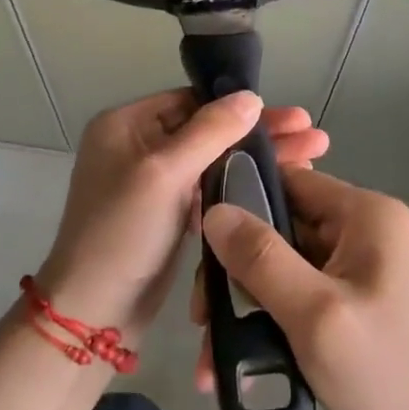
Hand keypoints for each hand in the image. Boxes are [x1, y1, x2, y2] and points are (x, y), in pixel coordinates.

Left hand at [37, 90, 328, 339]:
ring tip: (311, 158)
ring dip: (256, 160)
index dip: (242, 108)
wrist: (94, 313)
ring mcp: (151, 182)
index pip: (193, 101)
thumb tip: (250, 96)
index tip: (290, 117)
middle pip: (209, 130)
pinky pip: (208, 190)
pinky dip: (239, 186)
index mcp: (126, 125)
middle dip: (261, 135)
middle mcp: (137, 146)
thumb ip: (210, 130)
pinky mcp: (166, 214)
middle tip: (314, 137)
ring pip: (213, 161)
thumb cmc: (124, 232)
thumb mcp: (165, 173)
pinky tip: (278, 187)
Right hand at [197, 166, 408, 409]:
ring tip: (211, 357)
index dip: (241, 201)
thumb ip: (261, 259)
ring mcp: (358, 265)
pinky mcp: (352, 298)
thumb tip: (213, 211)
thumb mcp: (314, 313)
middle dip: (237, 271)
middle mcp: (362, 229)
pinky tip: (239, 363)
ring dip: (246, 304)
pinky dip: (269, 320)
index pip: (289, 180)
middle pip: (280, 226)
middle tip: (202, 317)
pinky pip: (298, 292)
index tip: (199, 240)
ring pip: (283, 265)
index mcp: (364, 213)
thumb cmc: (383, 372)